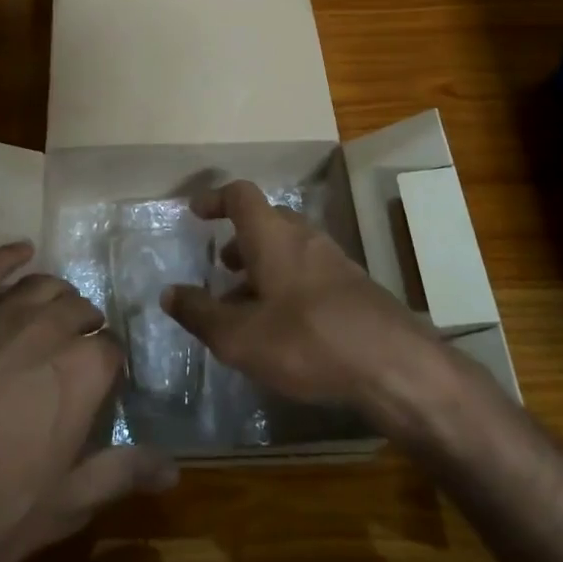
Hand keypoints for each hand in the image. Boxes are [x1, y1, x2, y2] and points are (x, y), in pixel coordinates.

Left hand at [0, 243, 176, 561]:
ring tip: (57, 310)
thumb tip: (174, 471)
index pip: (112, 350)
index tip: (101, 387)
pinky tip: (21, 250)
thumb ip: (122, 474)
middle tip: (76, 353)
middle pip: (81, 309)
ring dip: (57, 295)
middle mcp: (51, 327)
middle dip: (85, 327)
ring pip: (43, 286)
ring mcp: (2, 313)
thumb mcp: (66, 503)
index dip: (108, 368)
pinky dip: (7, 256)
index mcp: (85, 368)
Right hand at [163, 180, 441, 414]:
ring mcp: (334, 260)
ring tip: (246, 303)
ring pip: (290, 248)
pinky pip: (310, 270)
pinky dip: (288, 283)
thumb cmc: (306, 341)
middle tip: (221, 266)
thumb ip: (200, 313)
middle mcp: (304, 237)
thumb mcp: (239, 337)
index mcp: (272, 236)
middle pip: (267, 220)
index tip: (197, 213)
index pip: (240, 195)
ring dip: (263, 265)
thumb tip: (169, 293)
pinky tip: (284, 324)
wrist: (393, 365)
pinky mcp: (354, 287)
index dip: (216, 199)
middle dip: (240, 239)